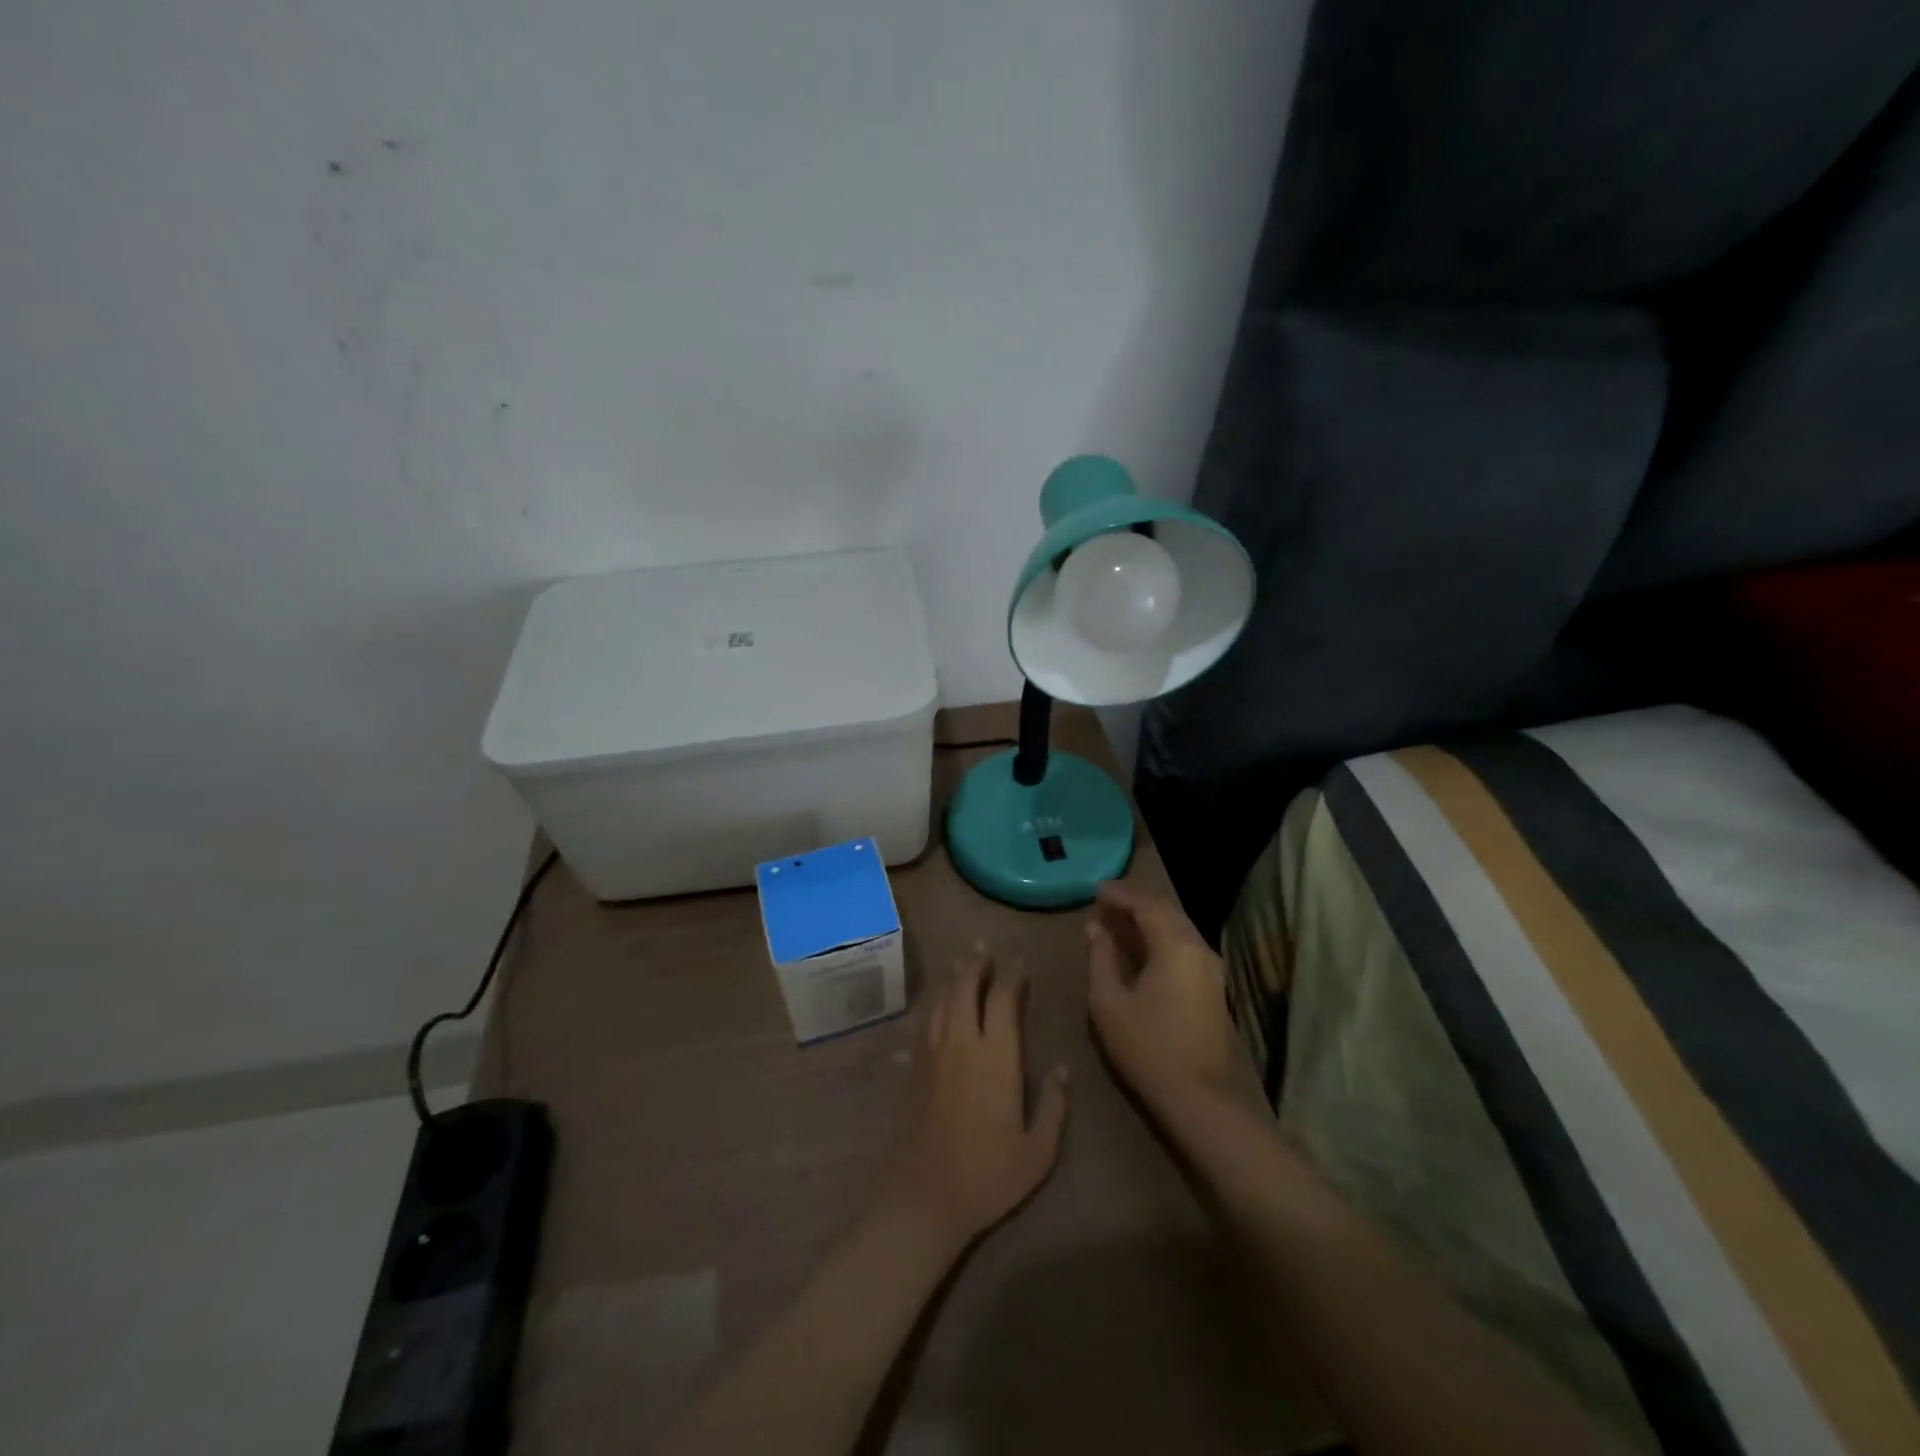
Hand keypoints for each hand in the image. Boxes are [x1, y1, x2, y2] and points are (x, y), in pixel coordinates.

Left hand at [874, 946, 1069, 1256]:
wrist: (924, 1198)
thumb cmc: (988, 1175)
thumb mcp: (1038, 1150)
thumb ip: (1054, 1105)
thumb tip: (1064, 1068)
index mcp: (995, 1056)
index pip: (1002, 999)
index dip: (1011, 976)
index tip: (1019, 962)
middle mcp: (960, 1043)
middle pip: (964, 989)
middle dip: (975, 965)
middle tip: (983, 948)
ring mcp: (931, 1055)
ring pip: (940, 1002)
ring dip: (951, 979)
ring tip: (960, 964)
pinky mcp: (912, 1070)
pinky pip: (922, 1026)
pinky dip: (930, 1009)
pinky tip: (931, 1010)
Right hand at [1086, 880, 1263, 1122]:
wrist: (1200, 1098)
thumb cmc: (1148, 1047)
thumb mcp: (1109, 1002)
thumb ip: (1100, 958)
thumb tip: (1094, 928)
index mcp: (1175, 945)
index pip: (1146, 903)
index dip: (1119, 894)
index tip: (1094, 891)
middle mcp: (1198, 947)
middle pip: (1166, 910)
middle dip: (1134, 902)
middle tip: (1103, 903)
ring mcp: (1210, 967)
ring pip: (1177, 927)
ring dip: (1147, 920)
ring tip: (1116, 923)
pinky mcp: (1212, 986)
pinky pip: (1183, 945)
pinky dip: (1159, 937)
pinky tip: (1139, 948)